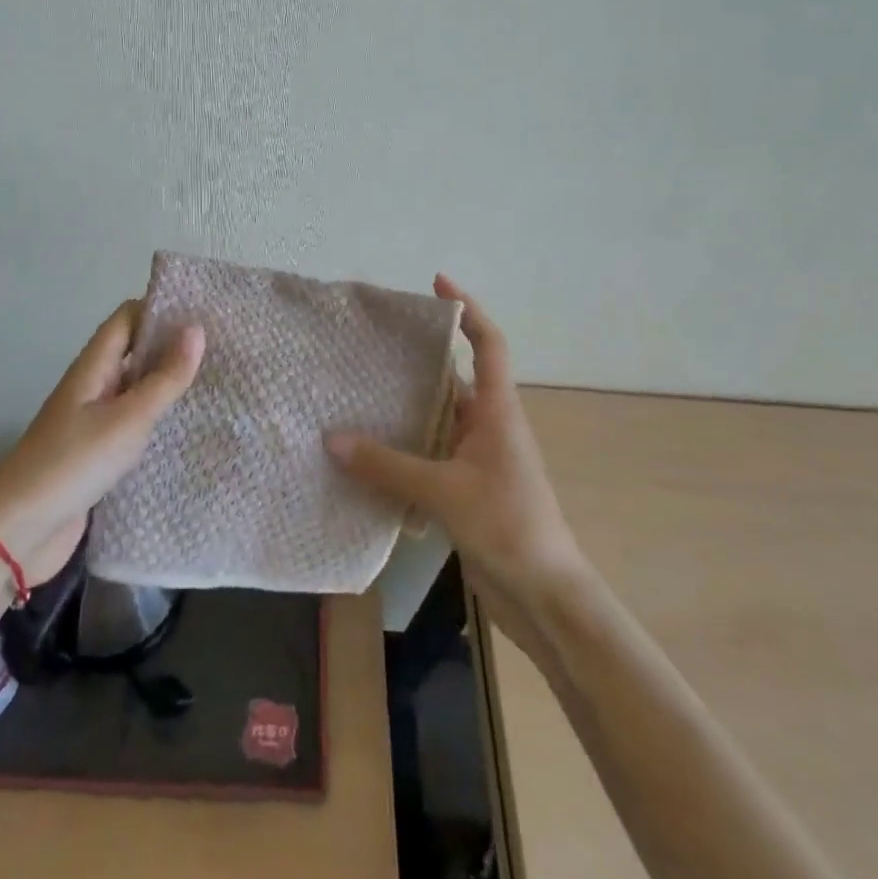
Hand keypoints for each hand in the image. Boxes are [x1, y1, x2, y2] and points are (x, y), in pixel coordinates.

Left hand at [0, 302, 203, 583]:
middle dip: (171, 346)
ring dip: (168, 383)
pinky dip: (158, 419)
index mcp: (93, 367)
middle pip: (133, 351)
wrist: (20, 531)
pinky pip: (133, 423)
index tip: (204, 310)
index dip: (160, 308)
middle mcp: (92, 386)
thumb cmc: (74, 463)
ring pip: (135, 389)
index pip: (127, 318)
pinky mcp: (97, 454)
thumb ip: (165, 377)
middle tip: (223, 347)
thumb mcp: (128, 418)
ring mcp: (93, 421)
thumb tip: (196, 328)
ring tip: (216, 382)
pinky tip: (187, 428)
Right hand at [326, 276, 589, 639]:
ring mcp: (480, 459)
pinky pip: (432, 454)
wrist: (544, 595)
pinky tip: (371, 452)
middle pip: (455, 377)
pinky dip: (406, 447)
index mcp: (497, 411)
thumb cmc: (507, 526)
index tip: (438, 282)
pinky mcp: (468, 488)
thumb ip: (388, 465)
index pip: (488, 343)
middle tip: (374, 343)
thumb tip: (333, 439)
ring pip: (440, 419)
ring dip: (408, 407)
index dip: (467, 308)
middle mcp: (490, 426)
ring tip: (360, 391)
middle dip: (420, 358)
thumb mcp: (444, 491)